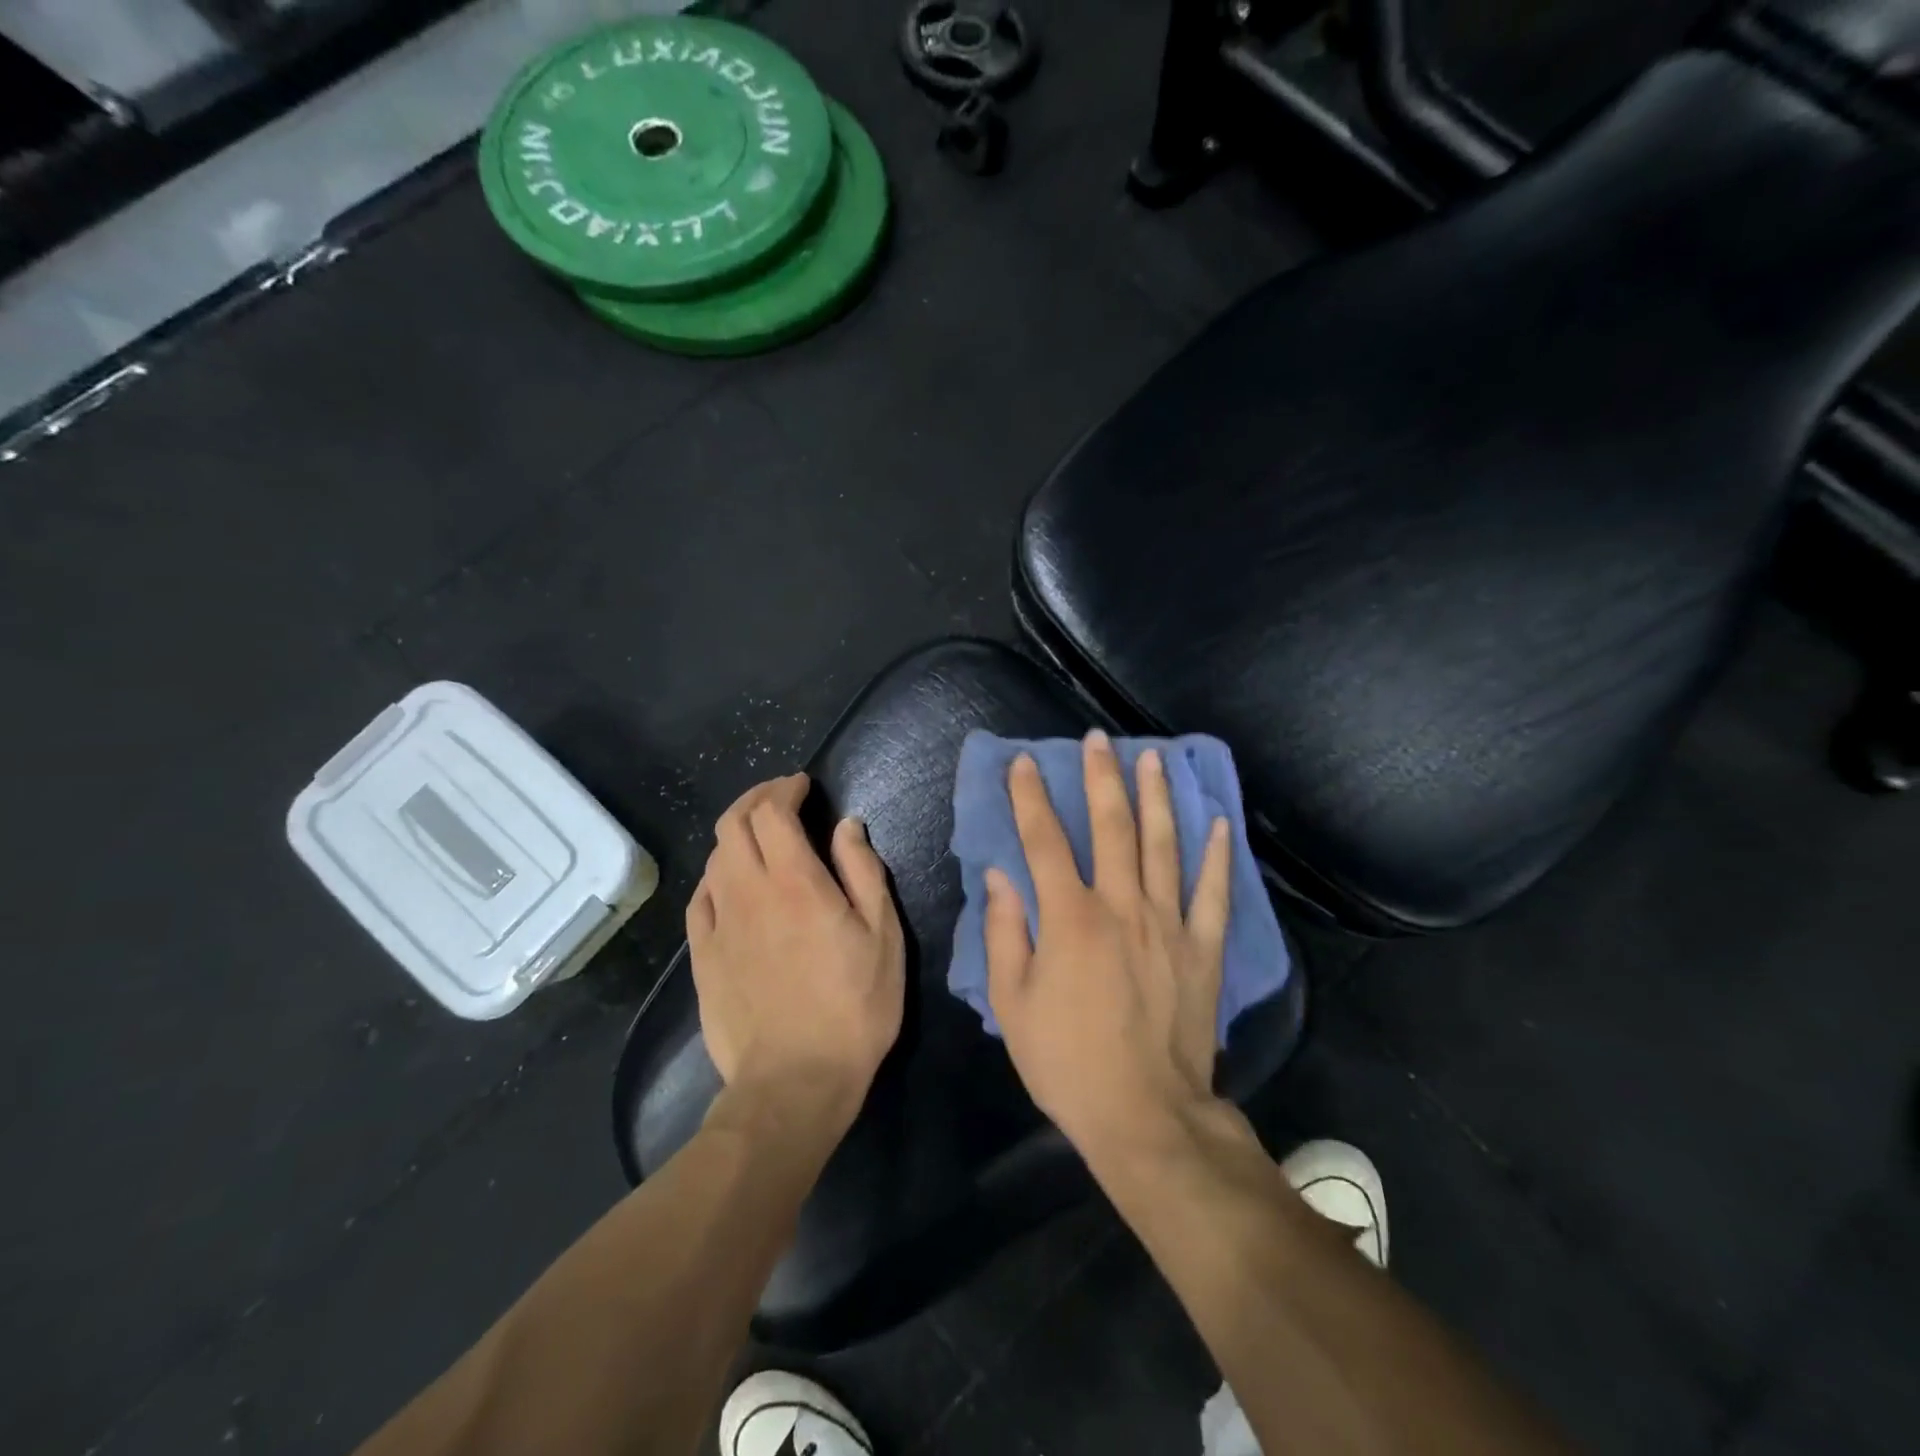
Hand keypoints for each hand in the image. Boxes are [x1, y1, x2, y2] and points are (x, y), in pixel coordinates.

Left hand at [687, 774, 904, 1121]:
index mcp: (795, 882)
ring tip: (761, 836)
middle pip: (733, 824)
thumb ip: (863, 871)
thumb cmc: (854, 1008)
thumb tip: (846, 825)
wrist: (794, 1083)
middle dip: (755, 799)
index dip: (784, 789)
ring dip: (736, 833)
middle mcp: (748, 892)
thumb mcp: (882, 936)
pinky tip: (731, 882)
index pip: (772, 813)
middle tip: (780, 797)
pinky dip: (717, 874)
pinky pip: (701, 897)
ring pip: (715, 857)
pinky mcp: (702, 956)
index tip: (801, 785)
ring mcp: (719, 924)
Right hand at [985, 730, 1232, 1161]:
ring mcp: (1168, 924)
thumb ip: (1003, 933)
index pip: (1044, 841)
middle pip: (1110, 827)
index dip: (1030, 797)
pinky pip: (1214, 892)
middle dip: (1100, 778)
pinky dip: (1218, 855)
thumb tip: (999, 877)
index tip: (1023, 763)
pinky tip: (1219, 822)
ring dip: (1156, 797)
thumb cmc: (1066, 1062)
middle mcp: (1121, 907)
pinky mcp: (1203, 948)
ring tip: (1153, 758)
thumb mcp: (1012, 1004)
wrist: (1144, 1115)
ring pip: (1164, 845)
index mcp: (1069, 919)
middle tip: (1098, 739)